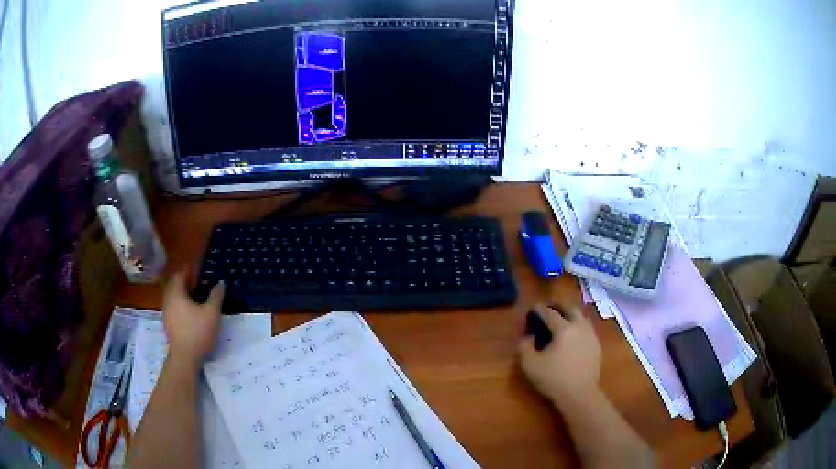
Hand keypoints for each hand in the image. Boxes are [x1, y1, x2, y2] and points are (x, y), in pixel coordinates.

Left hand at [161, 270, 223, 366]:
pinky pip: (173, 307)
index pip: (180, 275)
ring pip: (173, 296)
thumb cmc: (198, 331)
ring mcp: (166, 312)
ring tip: (195, 296)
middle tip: (197, 282)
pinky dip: (180, 304)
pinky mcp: (168, 324)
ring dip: (183, 293)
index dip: (189, 270)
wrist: (185, 357)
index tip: (198, 269)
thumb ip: (216, 296)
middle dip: (185, 281)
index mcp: (176, 293)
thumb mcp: (212, 313)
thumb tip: (220, 283)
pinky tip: (190, 311)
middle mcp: (168, 300)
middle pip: (174, 285)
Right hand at [518, 303, 600, 406]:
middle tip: (551, 309)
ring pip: (582, 318)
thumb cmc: (553, 379)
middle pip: (571, 309)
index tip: (534, 308)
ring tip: (564, 321)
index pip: (551, 313)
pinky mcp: (596, 346)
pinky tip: (574, 336)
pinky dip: (579, 327)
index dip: (541, 309)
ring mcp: (591, 336)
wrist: (579, 394)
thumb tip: (529, 336)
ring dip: (572, 315)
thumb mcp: (530, 365)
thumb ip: (525, 346)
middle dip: (560, 307)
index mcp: (563, 329)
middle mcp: (579, 327)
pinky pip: (587, 329)